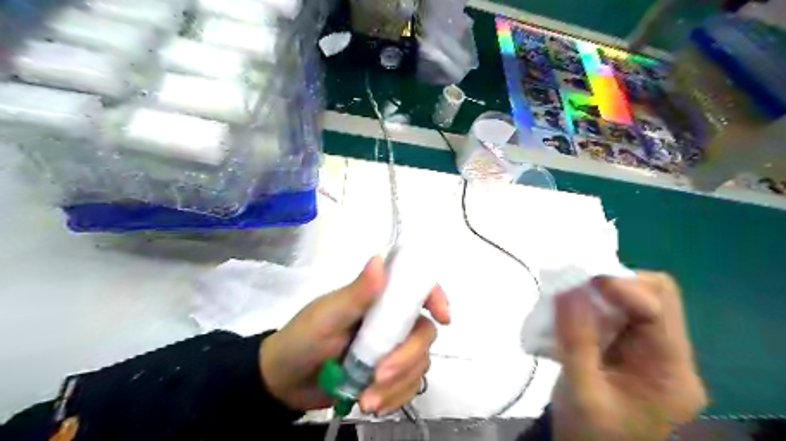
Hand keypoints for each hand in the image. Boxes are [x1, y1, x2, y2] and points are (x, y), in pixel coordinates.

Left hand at [261, 256, 451, 413]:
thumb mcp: (328, 315)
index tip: (443, 316)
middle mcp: (391, 322)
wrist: (285, 380)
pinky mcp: (388, 376)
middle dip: (407, 358)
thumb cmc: (303, 338)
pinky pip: (409, 387)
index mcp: (378, 299)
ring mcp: (391, 350)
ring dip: (398, 385)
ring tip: (367, 400)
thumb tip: (379, 259)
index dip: (436, 298)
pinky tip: (372, 405)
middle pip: (423, 333)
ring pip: (419, 364)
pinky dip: (395, 399)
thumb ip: (357, 292)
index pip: (416, 289)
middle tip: (380, 375)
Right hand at [552, 273, 705, 440]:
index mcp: (671, 374)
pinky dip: (597, 304)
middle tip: (577, 288)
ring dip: (604, 293)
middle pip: (658, 297)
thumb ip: (575, 341)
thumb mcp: (580, 392)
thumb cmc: (590, 434)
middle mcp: (672, 358)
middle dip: (615, 285)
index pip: (658, 311)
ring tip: (572, 299)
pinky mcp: (635, 349)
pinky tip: (575, 313)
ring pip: (639, 300)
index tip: (580, 279)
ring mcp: (655, 352)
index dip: (621, 287)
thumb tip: (568, 289)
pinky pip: (621, 312)